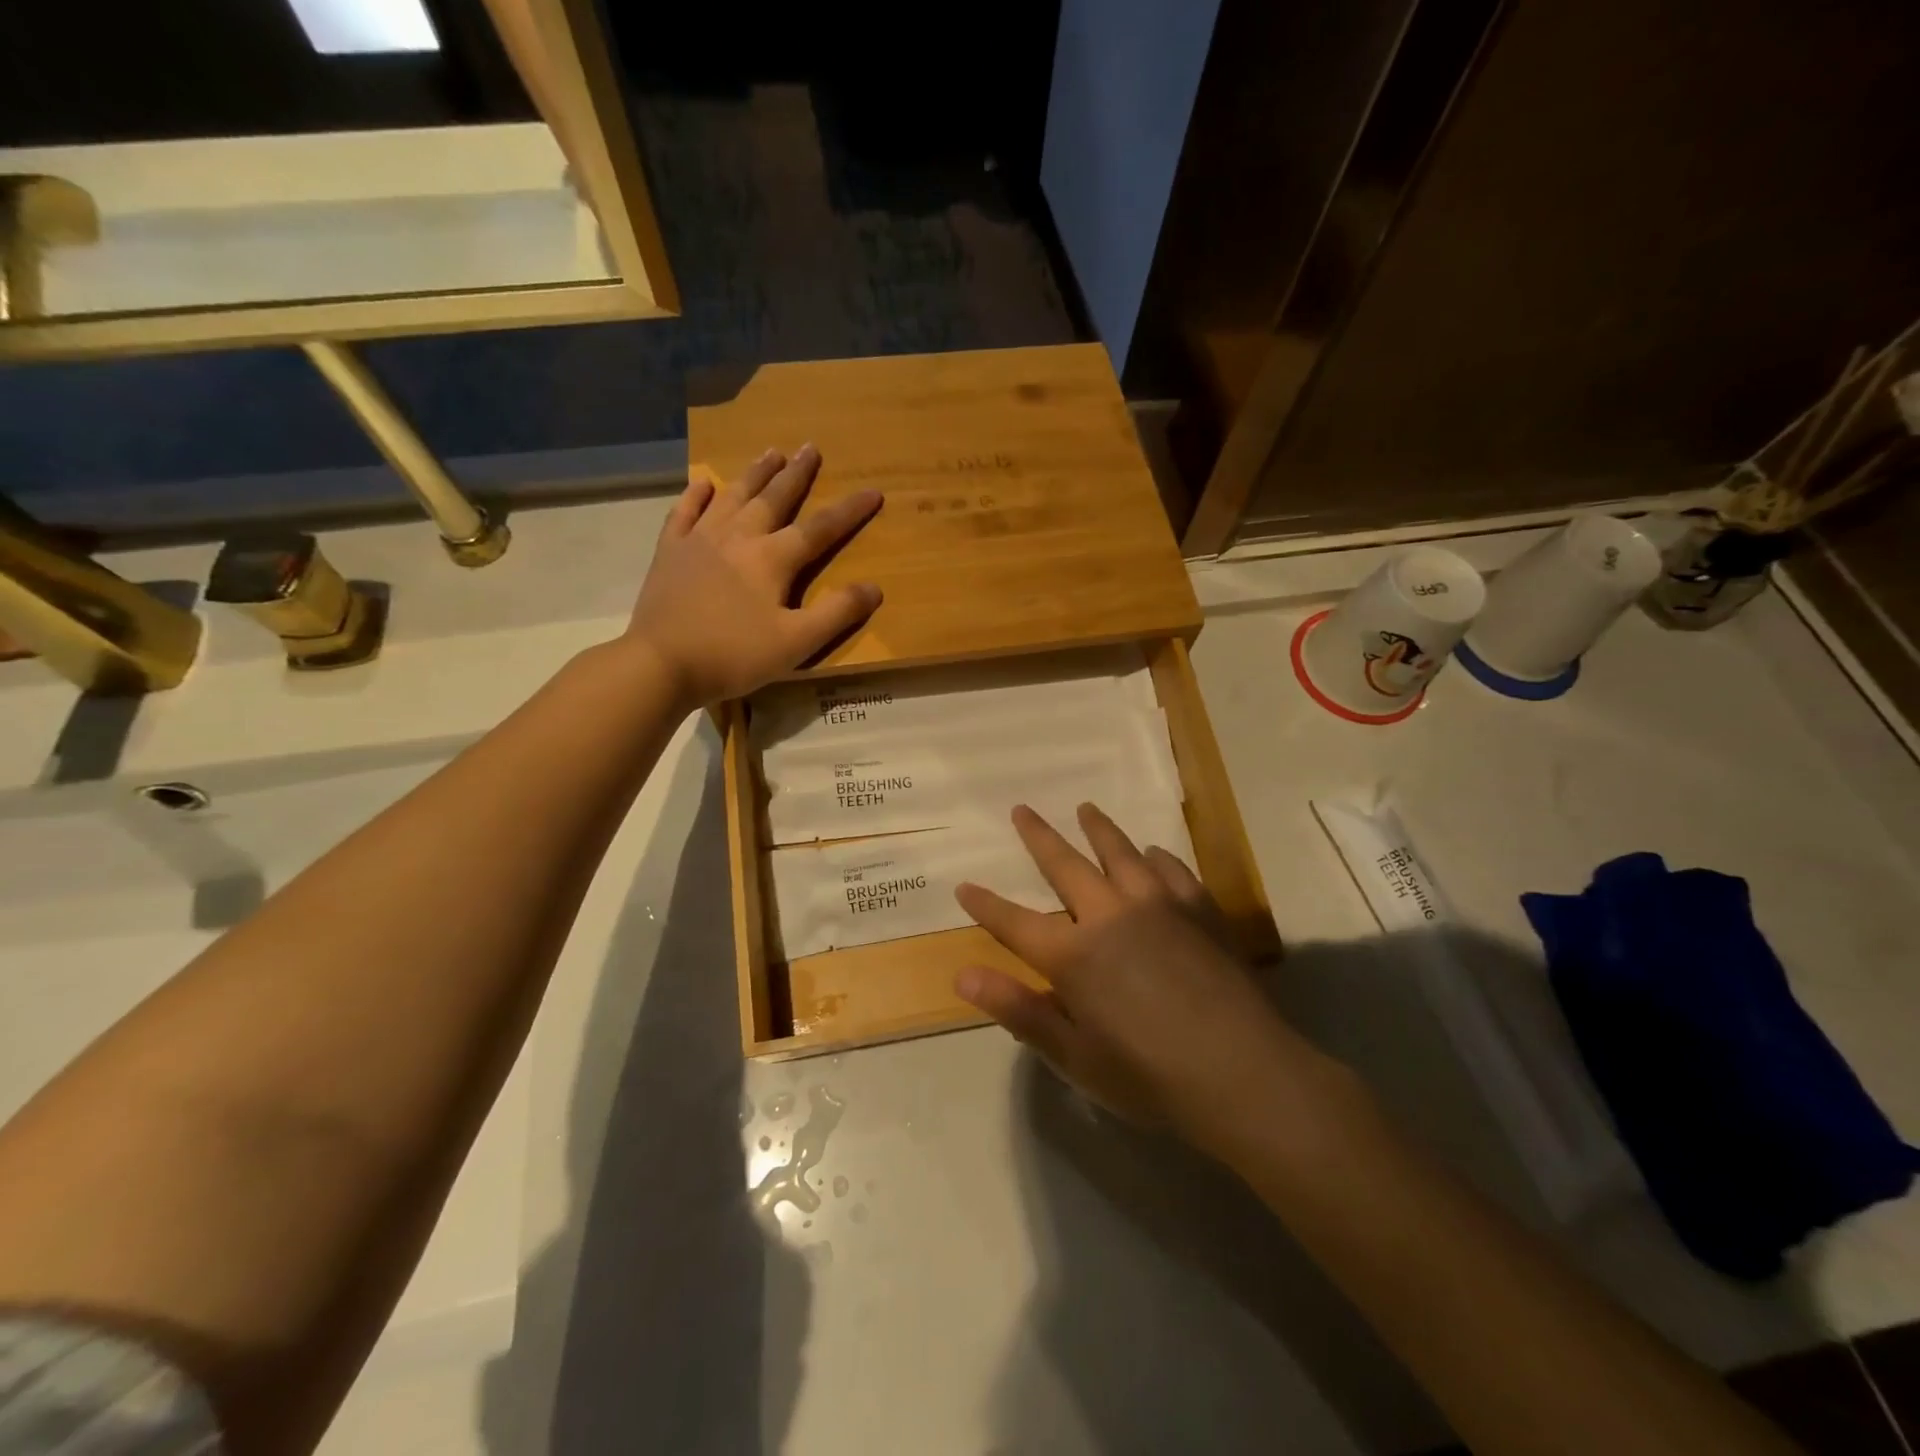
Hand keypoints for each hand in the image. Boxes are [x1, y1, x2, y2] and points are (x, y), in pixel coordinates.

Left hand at [624, 446, 882, 705]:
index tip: (873, 491)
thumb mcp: (796, 643)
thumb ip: (836, 613)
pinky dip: (696, 495)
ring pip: (732, 497)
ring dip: (754, 474)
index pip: (820, 528)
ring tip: (770, 452)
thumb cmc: (734, 656)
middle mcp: (738, 537)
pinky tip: (703, 483)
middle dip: (796, 474)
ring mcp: (699, 540)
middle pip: (773, 498)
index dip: (849, 510)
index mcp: (772, 559)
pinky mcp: (670, 552)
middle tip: (809, 447)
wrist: (661, 663)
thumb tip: (874, 587)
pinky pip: (684, 513)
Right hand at [955, 803, 1315, 1158]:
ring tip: (1085, 809)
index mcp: (1073, 956)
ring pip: (1120, 854)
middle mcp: (1110, 916)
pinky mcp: (1200, 909)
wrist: (1243, 1073)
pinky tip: (1153, 853)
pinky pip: (1172, 870)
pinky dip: (1156, 857)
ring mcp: (1158, 906)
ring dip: (1098, 829)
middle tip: (1022, 810)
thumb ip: (1018, 1010)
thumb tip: (963, 975)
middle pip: (1065, 866)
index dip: (985, 906)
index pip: (1015, 923)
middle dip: (1039, 838)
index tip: (964, 886)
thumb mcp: (1073, 1056)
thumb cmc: (1150, 1076)